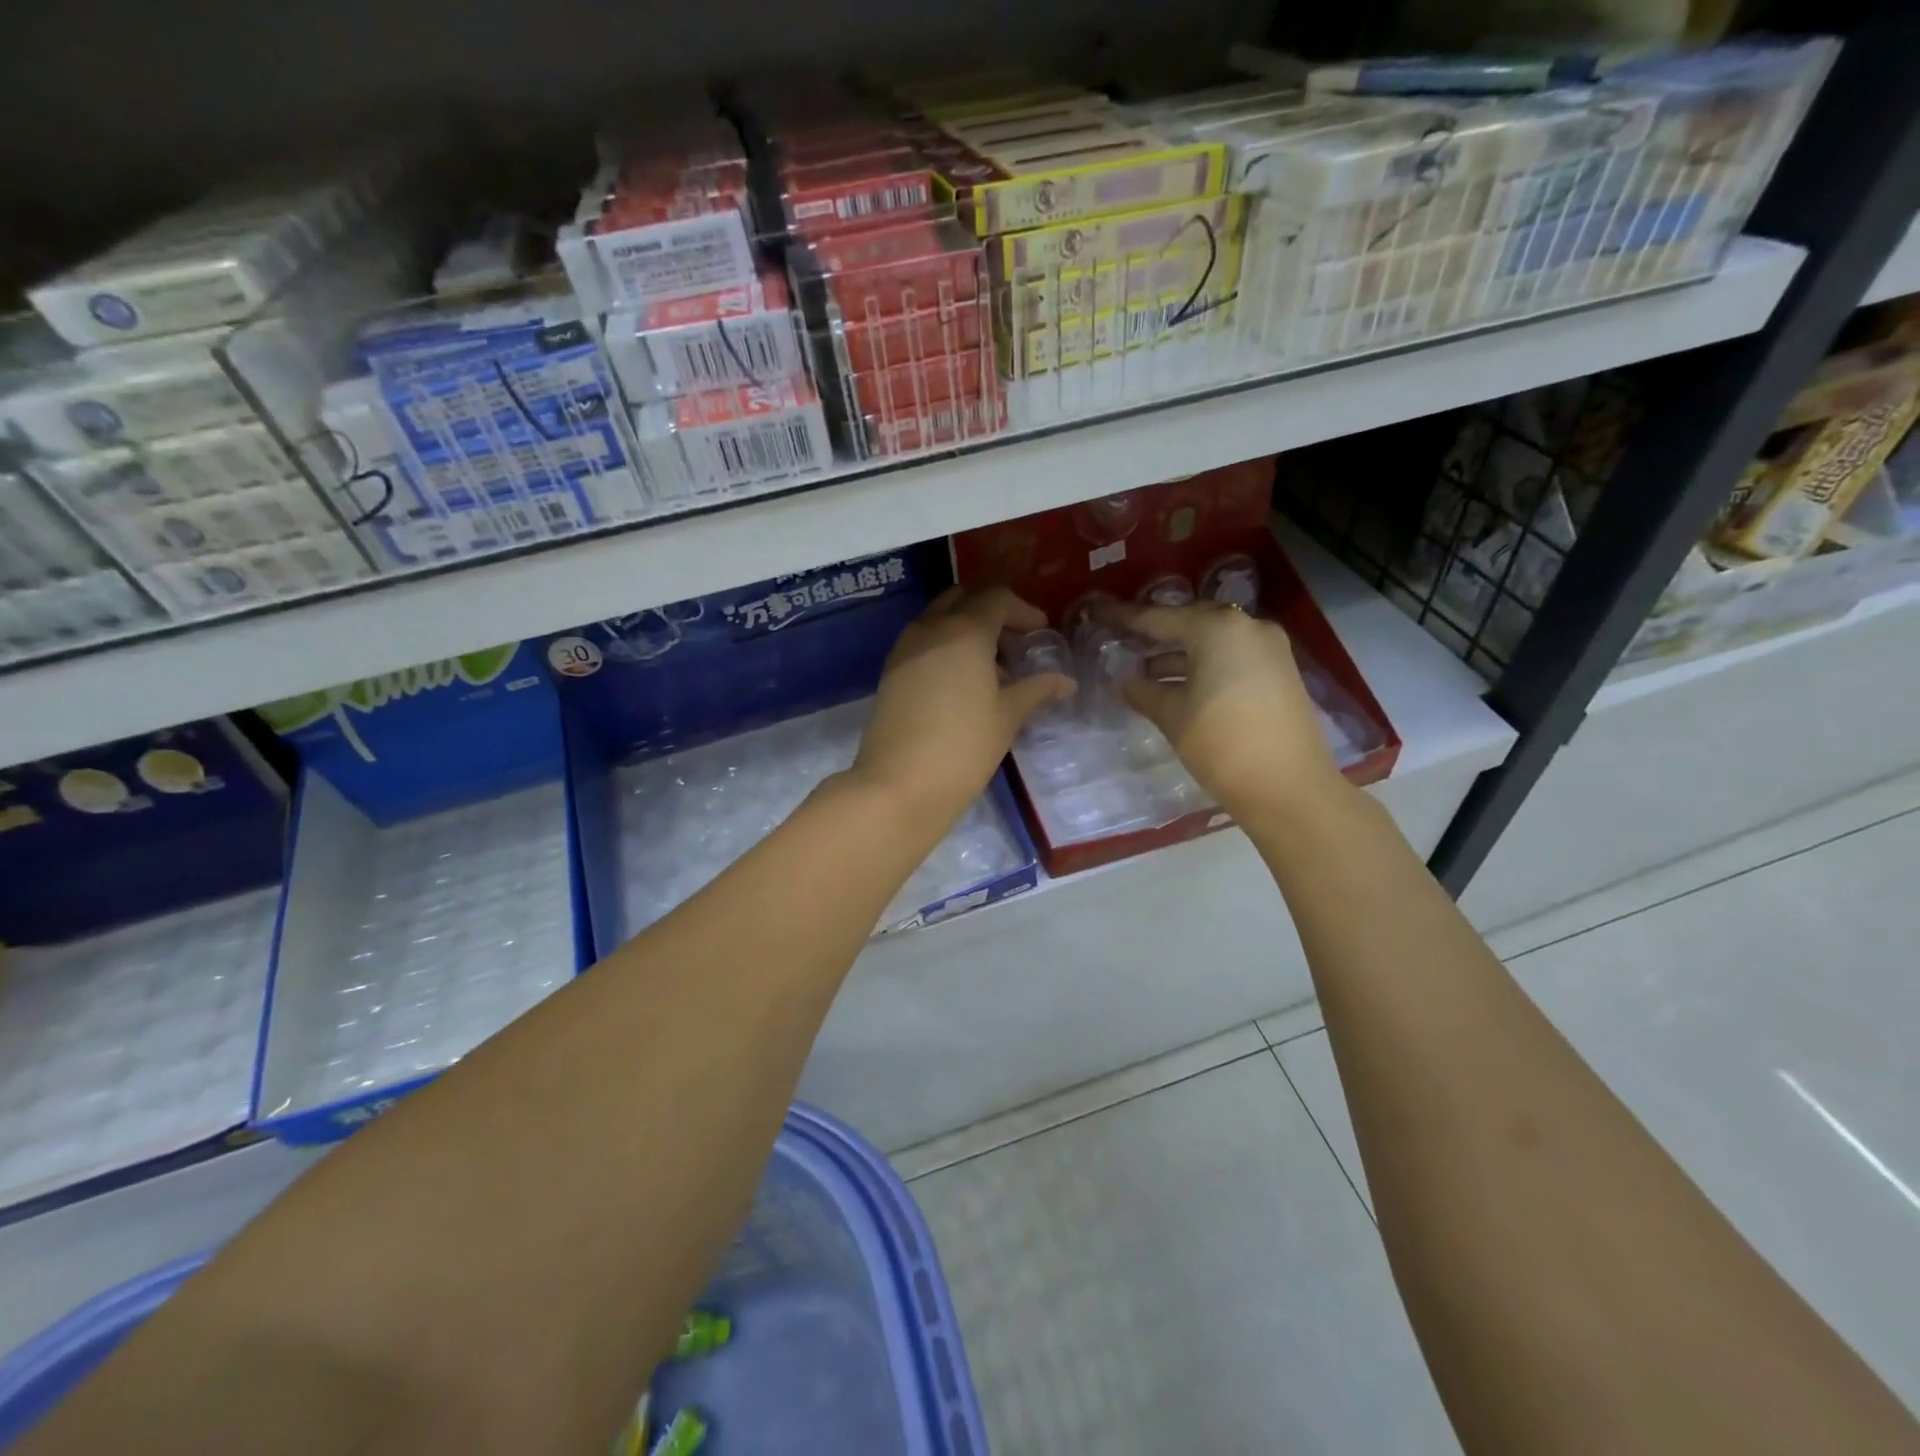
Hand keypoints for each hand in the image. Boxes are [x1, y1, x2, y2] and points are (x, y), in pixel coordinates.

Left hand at [851, 586, 1074, 832]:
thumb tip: (1066, 681)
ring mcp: (904, 649)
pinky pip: (922, 643)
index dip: (1023, 610)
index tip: (1040, 632)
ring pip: (938, 620)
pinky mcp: (890, 673)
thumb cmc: (964, 747)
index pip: (996, 599)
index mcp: (964, 631)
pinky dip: (944, 648)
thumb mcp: (1008, 716)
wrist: (898, 785)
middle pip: (963, 601)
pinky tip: (960, 685)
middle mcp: (930, 629)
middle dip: (991, 615)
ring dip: (965, 631)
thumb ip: (1037, 689)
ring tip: (990, 670)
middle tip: (1013, 646)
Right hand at [1101, 600, 1348, 822]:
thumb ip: (1143, 691)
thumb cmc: (1222, 744)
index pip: (1158, 618)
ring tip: (1143, 672)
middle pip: (1190, 623)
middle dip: (1156, 635)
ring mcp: (1269, 649)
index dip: (1123, 617)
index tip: (1095, 611)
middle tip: (1122, 640)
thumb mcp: (1172, 716)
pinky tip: (1178, 685)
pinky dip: (1204, 666)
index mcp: (1218, 628)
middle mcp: (1247, 627)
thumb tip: (1123, 680)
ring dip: (1180, 655)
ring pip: (1213, 642)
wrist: (1289, 788)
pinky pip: (1232, 658)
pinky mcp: (1280, 672)